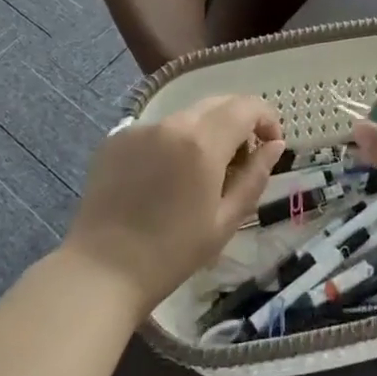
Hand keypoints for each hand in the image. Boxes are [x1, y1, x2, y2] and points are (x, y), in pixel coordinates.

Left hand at [62, 94, 285, 315]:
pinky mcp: (117, 138)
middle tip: (240, 161)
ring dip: (204, 134)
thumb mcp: (225, 221)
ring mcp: (142, 128)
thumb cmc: (171, 253)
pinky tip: (162, 180)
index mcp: (204, 142)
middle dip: (238, 124)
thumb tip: (274, 146)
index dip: (266, 119)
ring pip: (187, 117)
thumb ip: (255, 176)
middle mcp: (173, 123)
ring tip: (198, 174)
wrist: (101, 271)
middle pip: (218, 104)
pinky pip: (157, 130)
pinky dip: (171, 144)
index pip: (247, 106)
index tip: (270, 145)